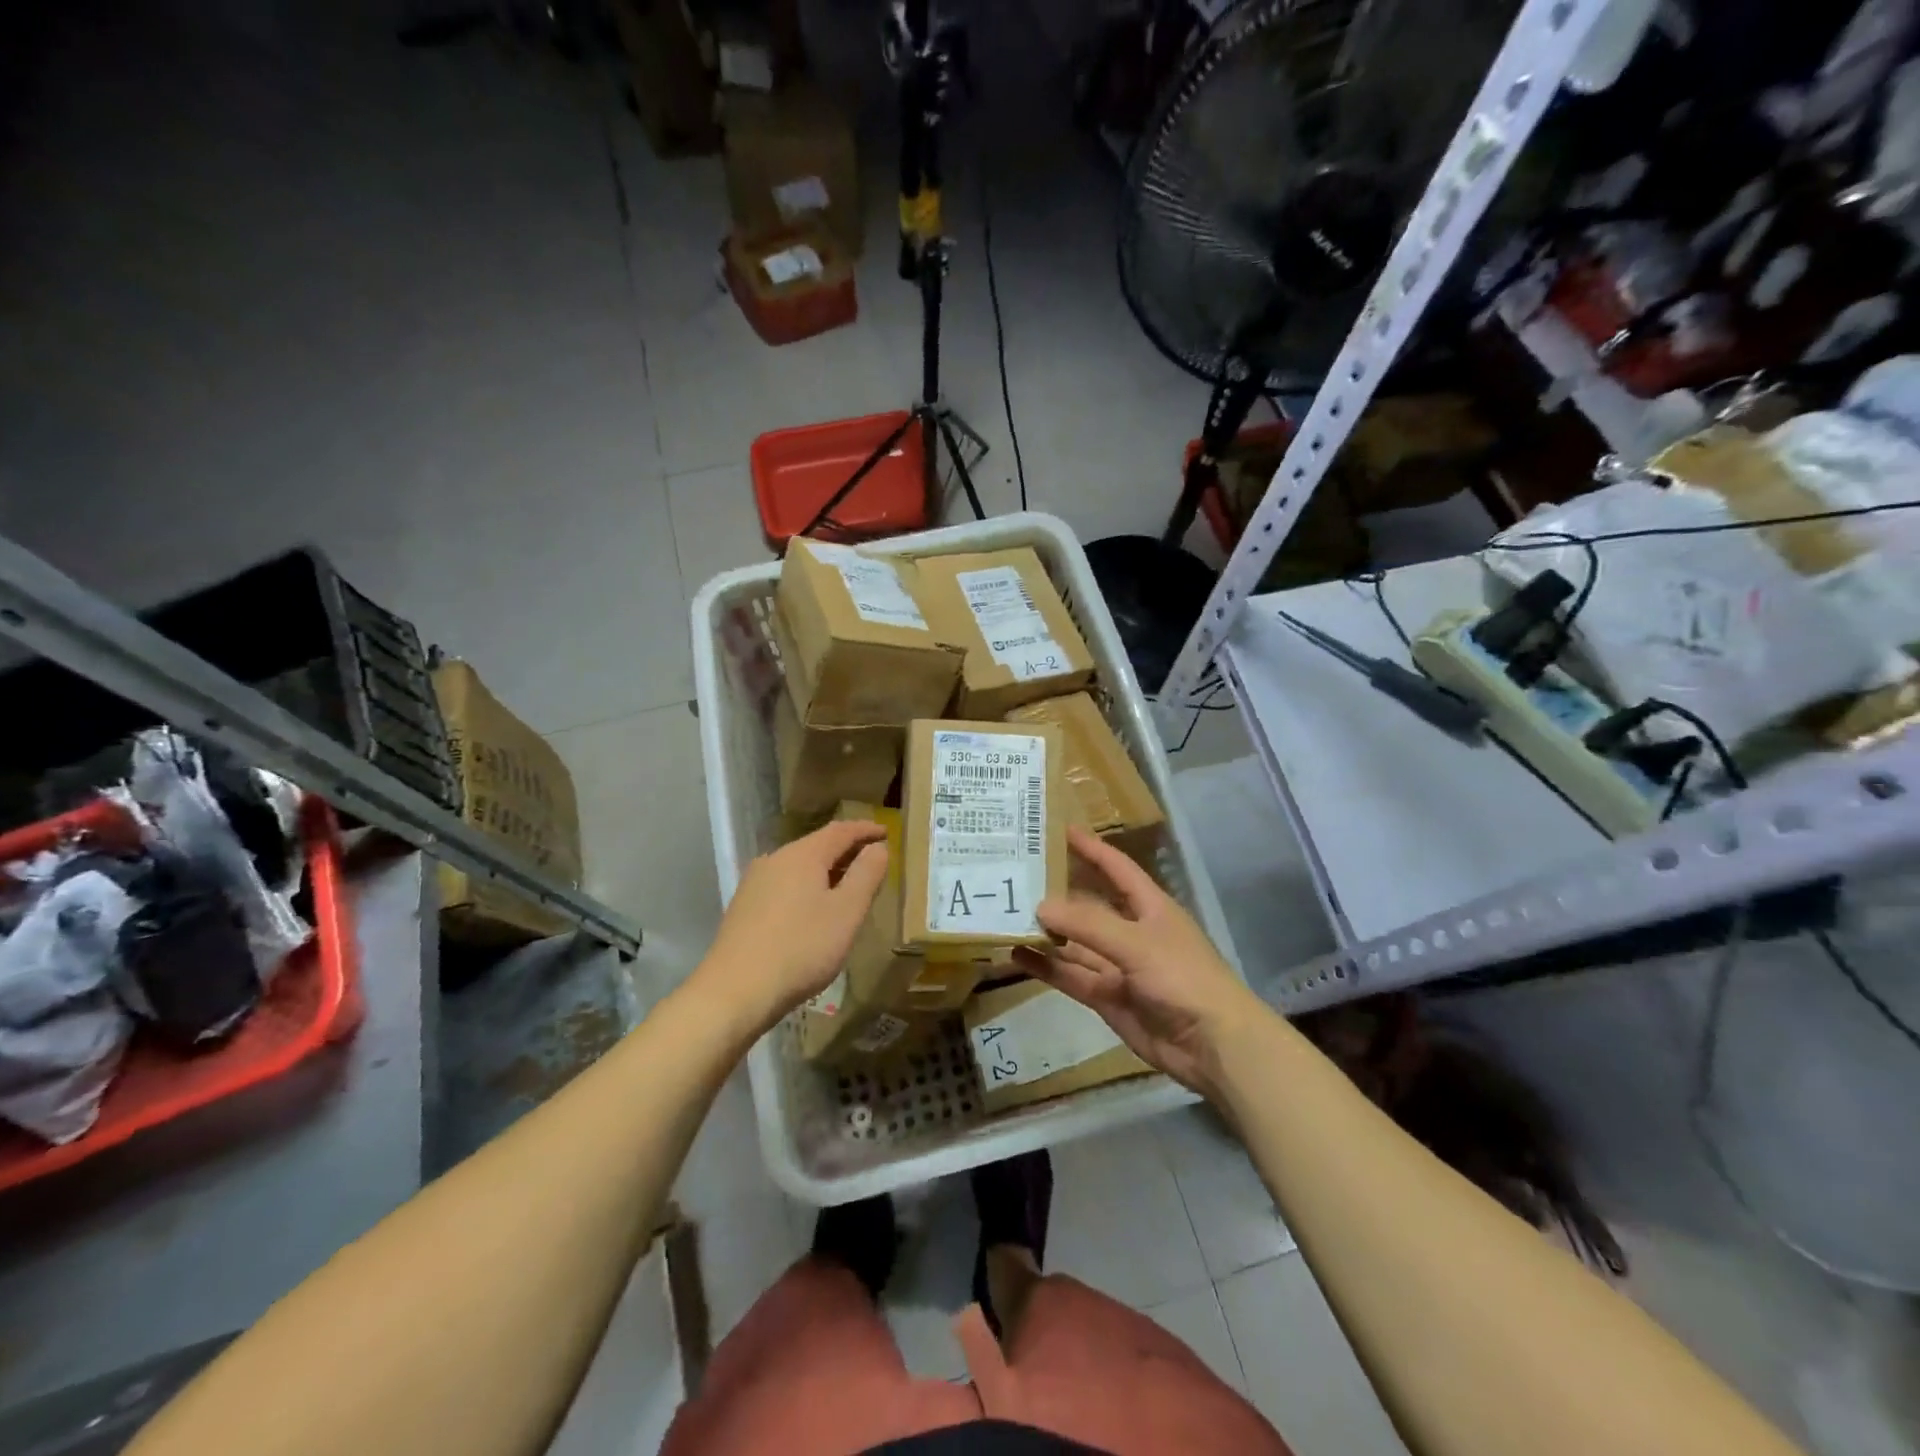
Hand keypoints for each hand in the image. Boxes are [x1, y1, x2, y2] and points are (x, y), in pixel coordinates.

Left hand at [694, 820, 888, 1032]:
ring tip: (847, 888)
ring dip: (826, 871)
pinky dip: (807, 887)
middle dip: (847, 851)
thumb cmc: (801, 948)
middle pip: (818, 845)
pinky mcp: (744, 906)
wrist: (735, 992)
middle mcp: (775, 859)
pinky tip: (813, 910)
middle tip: (872, 862)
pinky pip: (785, 884)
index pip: (841, 831)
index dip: (866, 830)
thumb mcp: (846, 912)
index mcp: (802, 855)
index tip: (886, 833)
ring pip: (799, 866)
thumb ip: (866, 875)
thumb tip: (878, 848)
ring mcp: (755, 883)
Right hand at [1020, 827, 1262, 1099]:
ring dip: (1046, 931)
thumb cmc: (1183, 978)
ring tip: (1007, 915)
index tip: (1059, 829)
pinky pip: (1071, 976)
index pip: (1116, 868)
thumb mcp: (1136, 943)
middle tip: (1016, 875)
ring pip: (1075, 942)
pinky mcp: (1107, 996)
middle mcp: (1131, 931)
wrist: (1213, 1045)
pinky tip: (1017, 955)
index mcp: (1149, 907)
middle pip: (1089, 905)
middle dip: (1058, 891)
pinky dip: (1046, 966)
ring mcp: (1118, 965)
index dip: (1091, 848)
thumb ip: (1088, 925)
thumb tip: (1040, 906)